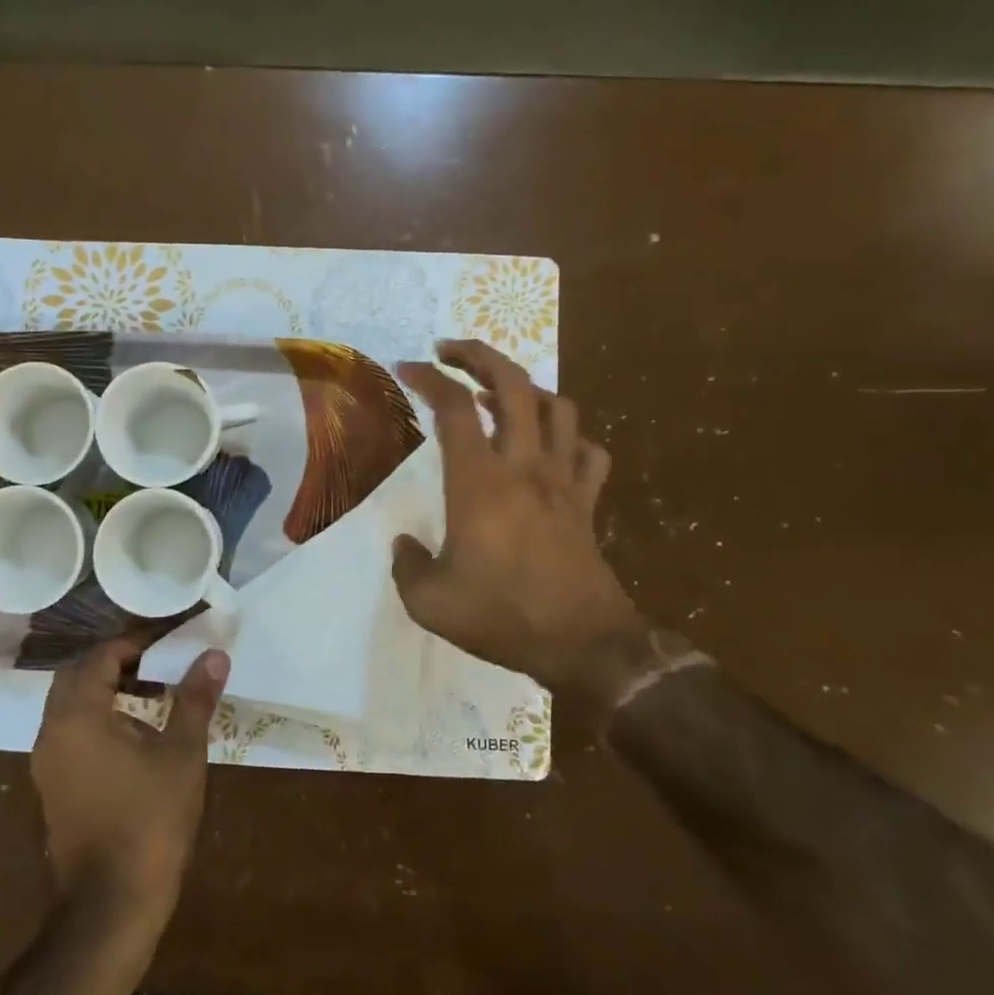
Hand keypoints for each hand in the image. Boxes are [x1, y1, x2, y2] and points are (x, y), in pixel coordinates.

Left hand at [31, 639, 227, 921]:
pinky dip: (96, 718)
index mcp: (78, 715)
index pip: (100, 656)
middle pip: (77, 676)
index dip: (134, 644)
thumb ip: (195, 698)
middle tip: (157, 665)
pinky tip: (133, 734)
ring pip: (70, 705)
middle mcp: (52, 731)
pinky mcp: (53, 786)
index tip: (167, 645)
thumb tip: (214, 655)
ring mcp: (47, 761)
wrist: (112, 903)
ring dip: (104, 691)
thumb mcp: (181, 753)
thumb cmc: (149, 820)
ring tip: (151, 694)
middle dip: (115, 664)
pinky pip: (70, 732)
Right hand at [394, 340, 647, 716]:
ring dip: (526, 389)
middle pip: (513, 384)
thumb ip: (407, 566)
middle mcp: (524, 467)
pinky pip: (589, 451)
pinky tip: (551, 447)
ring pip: (557, 407)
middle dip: (480, 354)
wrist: (583, 644)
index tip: (406, 367)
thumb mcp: (430, 603)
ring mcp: (563, 480)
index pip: (453, 408)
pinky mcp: (588, 501)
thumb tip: (405, 544)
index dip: (428, 378)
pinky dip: (570, 437)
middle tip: (450, 351)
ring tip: (497, 395)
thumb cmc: (502, 616)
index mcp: (479, 483)